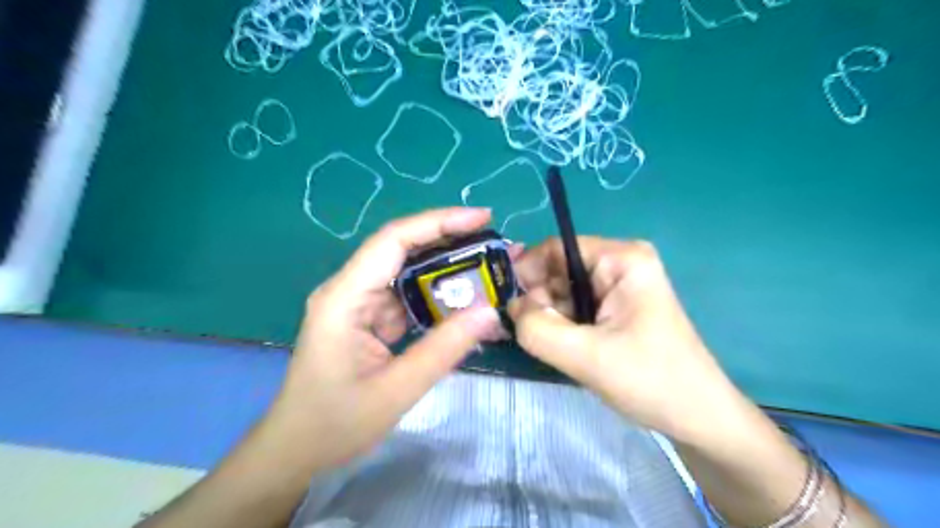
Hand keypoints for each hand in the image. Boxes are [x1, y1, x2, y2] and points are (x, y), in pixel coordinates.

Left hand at [271, 207, 506, 469]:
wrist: (295, 451)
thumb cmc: (335, 424)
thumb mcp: (396, 391)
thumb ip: (444, 349)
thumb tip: (490, 311)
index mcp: (344, 297)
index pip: (393, 241)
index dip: (439, 222)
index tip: (482, 218)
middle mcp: (349, 290)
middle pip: (402, 250)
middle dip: (451, 242)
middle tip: (496, 245)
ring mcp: (358, 303)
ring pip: (408, 273)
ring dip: (448, 271)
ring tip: (489, 271)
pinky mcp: (367, 318)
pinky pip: (407, 298)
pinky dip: (437, 298)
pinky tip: (465, 304)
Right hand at [512, 236, 745, 440]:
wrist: (698, 418)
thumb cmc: (650, 380)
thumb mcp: (585, 355)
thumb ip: (537, 328)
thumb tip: (512, 307)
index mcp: (621, 259)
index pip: (556, 248)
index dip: (527, 272)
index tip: (508, 306)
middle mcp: (620, 264)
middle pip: (559, 269)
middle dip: (539, 300)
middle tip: (531, 334)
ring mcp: (619, 287)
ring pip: (564, 291)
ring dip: (549, 316)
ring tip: (551, 347)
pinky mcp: (616, 308)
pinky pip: (576, 307)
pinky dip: (561, 325)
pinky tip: (563, 348)